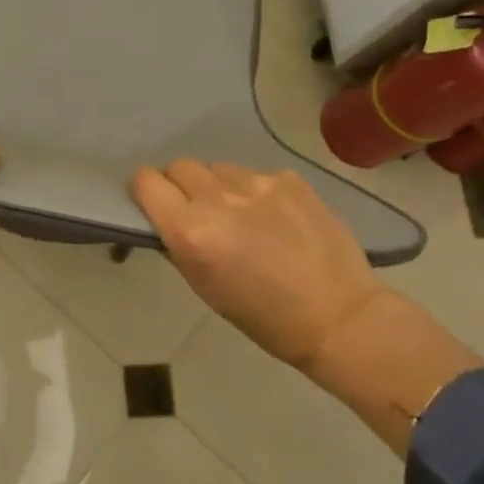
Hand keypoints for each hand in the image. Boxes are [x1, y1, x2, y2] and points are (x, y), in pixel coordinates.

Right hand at [131, 160, 386, 370]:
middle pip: (180, 166)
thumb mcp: (203, 285)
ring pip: (218, 168)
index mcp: (190, 230)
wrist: (339, 317)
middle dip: (180, 185)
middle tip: (198, 210)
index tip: (154, 203)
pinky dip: (255, 191)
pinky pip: (255, 174)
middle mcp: (218, 198)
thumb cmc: (263, 316)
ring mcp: (257, 183)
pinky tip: (275, 218)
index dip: (145, 190)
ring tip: (242, 215)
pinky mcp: (289, 178)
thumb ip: (179, 241)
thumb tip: (168, 216)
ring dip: (218, 186)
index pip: (145, 181)